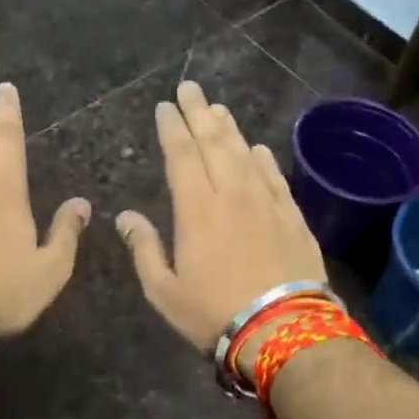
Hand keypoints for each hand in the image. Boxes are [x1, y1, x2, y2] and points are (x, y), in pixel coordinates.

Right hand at [115, 81, 325, 357]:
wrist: (284, 331)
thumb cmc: (214, 313)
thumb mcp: (164, 290)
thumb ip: (144, 248)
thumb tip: (126, 216)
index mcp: (196, 209)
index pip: (181, 155)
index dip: (171, 127)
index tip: (164, 107)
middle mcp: (232, 194)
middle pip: (214, 142)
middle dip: (199, 112)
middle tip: (189, 87)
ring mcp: (266, 203)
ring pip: (245, 154)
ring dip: (229, 128)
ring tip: (218, 108)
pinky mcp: (292, 217)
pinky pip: (275, 177)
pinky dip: (263, 159)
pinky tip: (257, 148)